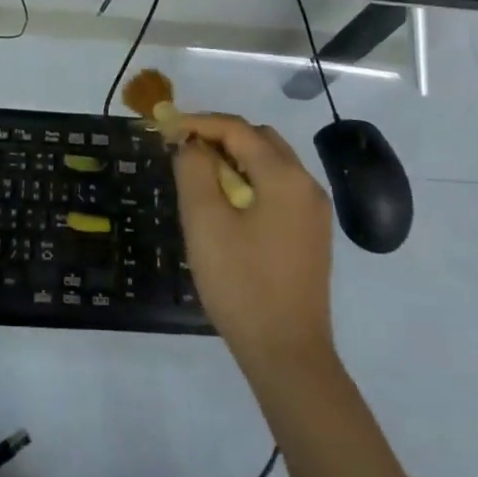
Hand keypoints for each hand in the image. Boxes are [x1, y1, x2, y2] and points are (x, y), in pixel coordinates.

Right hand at [171, 114, 335, 378]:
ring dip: (234, 158)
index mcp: (284, 177)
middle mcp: (307, 185)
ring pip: (271, 163)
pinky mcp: (310, 233)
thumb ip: (194, 170)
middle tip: (182, 150)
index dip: (198, 123)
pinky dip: (250, 180)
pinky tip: (227, 203)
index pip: (238, 129)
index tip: (164, 129)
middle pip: (259, 139)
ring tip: (199, 175)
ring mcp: (313, 211)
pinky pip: (278, 188)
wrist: (287, 353)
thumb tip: (192, 144)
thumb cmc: (241, 283)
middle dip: (219, 136)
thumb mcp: (205, 221)